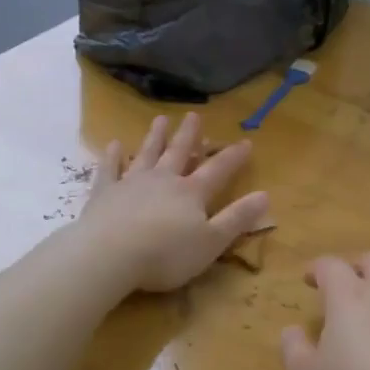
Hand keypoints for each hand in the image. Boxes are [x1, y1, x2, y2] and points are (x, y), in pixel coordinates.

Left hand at [78, 113, 269, 293]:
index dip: (233, 157)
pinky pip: (109, 169)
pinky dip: (112, 156)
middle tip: (193, 115)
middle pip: (178, 153)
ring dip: (155, 137)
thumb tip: (265, 195)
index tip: (246, 142)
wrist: (110, 255)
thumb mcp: (212, 242)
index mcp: (191, 193)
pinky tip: (113, 145)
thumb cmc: (166, 254)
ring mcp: (131, 183)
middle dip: (188, 135)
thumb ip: (237, 219)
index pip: (218, 170)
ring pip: (146, 154)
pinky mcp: (104, 193)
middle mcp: (163, 180)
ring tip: (160, 119)